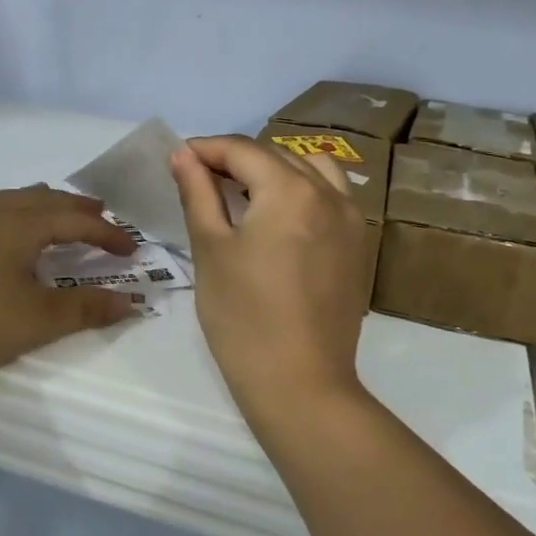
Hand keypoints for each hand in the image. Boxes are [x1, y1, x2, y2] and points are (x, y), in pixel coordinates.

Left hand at [0, 187, 138, 389]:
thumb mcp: (37, 321)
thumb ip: (86, 308)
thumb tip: (131, 301)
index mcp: (20, 224)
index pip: (76, 220)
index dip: (108, 234)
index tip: (133, 251)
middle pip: (47, 199)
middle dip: (80, 210)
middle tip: (106, 222)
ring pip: (19, 198)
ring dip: (49, 206)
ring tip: (65, 218)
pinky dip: (22, 211)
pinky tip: (15, 230)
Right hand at [169, 136, 371, 420]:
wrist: (301, 385)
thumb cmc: (243, 318)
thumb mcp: (211, 250)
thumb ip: (199, 193)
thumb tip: (183, 155)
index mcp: (290, 190)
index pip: (243, 150)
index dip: (206, 149)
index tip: (177, 159)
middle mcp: (329, 194)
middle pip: (276, 157)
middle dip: (236, 160)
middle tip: (200, 180)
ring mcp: (351, 219)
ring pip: (310, 170)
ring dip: (275, 171)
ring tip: (245, 194)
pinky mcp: (358, 245)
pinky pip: (332, 196)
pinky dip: (304, 190)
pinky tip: (280, 217)